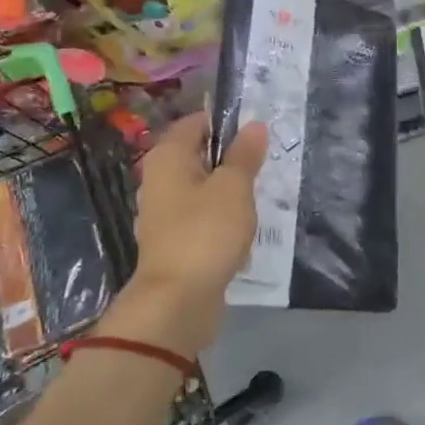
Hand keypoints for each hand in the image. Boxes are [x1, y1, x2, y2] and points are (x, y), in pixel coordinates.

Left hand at [103, 113, 267, 357]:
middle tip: (265, 164)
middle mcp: (158, 179)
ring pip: (202, 188)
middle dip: (231, 159)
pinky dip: (221, 220)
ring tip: (259, 198)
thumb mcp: (234, 187)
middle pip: (199, 155)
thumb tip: (254, 125)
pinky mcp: (173, 241)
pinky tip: (242, 231)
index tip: (258, 132)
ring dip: (229, 192)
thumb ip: (244, 155)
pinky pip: (201, 218)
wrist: (177, 301)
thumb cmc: (206, 232)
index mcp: (167, 157)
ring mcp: (163, 213)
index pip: (196, 122)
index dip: (227, 122)